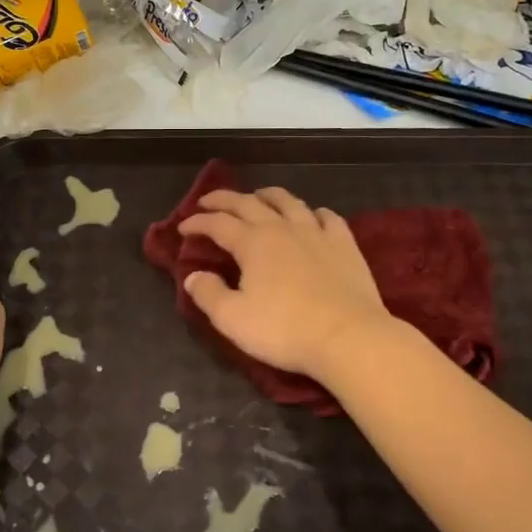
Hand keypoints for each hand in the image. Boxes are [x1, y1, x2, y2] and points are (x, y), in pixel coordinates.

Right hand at [177, 187, 393, 380]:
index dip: (198, 222)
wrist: (348, 336)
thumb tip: (193, 276)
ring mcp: (316, 233)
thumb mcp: (233, 319)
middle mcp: (282, 228)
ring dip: (268, 195)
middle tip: (208, 200)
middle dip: (225, 199)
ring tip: (258, 196)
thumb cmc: (284, 329)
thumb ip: (208, 294)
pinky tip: (313, 216)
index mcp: (252, 243)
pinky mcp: (345, 245)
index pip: (217, 224)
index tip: (183, 227)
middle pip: (248, 203)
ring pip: (289, 202)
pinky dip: (314, 212)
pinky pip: (328, 217)